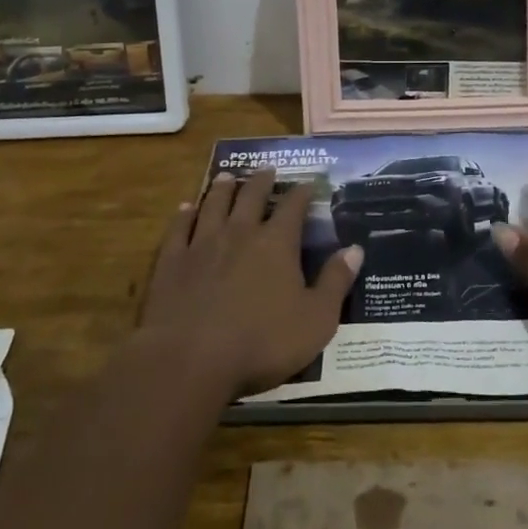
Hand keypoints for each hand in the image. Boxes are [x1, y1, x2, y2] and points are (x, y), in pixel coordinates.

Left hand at [138, 168, 361, 400]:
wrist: (189, 359)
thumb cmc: (261, 343)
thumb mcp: (316, 320)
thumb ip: (336, 282)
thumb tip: (355, 248)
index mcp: (277, 243)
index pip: (293, 207)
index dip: (302, 193)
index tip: (308, 182)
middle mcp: (240, 233)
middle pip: (252, 197)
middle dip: (262, 181)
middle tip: (267, 169)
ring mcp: (202, 244)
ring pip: (214, 204)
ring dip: (223, 188)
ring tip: (228, 176)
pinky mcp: (172, 261)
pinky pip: (179, 228)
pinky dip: (184, 215)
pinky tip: (186, 207)